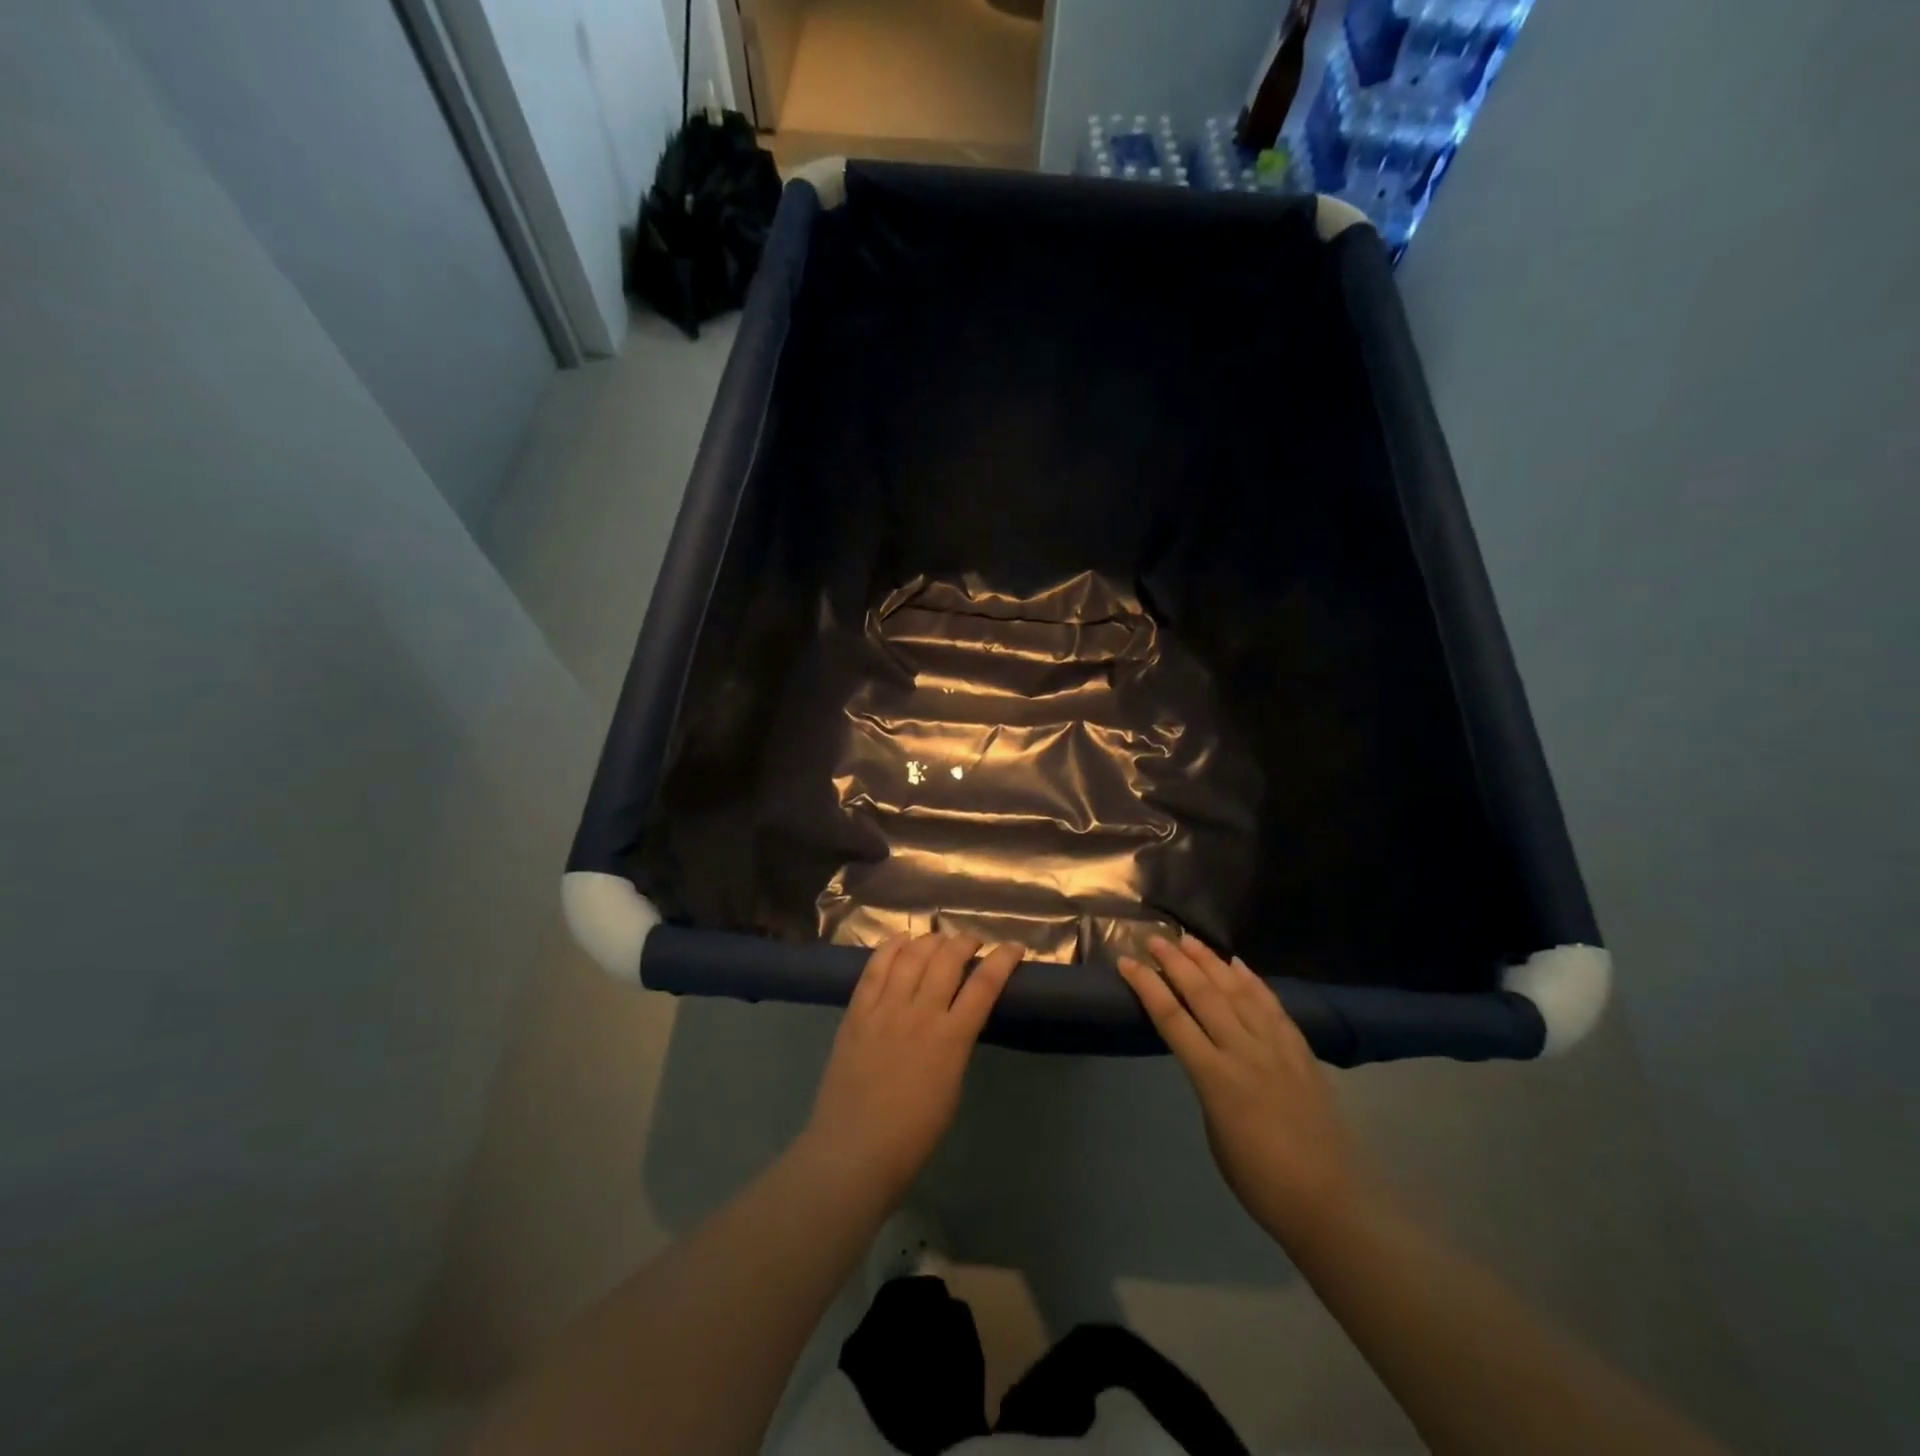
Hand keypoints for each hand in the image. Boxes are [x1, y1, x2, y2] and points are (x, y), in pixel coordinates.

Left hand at [803, 934, 1020, 1204]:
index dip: (1003, 959)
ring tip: (940, 940)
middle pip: (947, 960)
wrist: (854, 1151)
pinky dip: (891, 948)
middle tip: (972, 943)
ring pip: (912, 956)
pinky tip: (902, 940)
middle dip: (965, 942)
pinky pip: (875, 968)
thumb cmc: (913, 1134)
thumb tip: (956, 1019)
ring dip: (931, 941)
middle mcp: (920, 1015)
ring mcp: (885, 1010)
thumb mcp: (951, 1086)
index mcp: (951, 1040)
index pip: (984, 985)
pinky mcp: (856, 1012)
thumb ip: (955, 1044)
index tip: (1014, 947)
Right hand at [1117, 936, 1357, 1245]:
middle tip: (1155, 939)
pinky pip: (1273, 1007)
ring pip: (1238, 992)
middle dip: (1176, 963)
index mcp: (1215, 1078)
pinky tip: (1239, 966)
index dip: (1147, 987)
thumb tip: (1207, 1056)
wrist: (1329, 1202)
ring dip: (1211, 963)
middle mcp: (1244, 1052)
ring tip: (1190, 940)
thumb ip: (1208, 1083)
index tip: (1127, 963)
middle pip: (1204, 995)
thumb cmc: (1259, 1180)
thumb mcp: (1214, 1130)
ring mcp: (1276, 1048)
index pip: (1172, 1019)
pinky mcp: (1301, 1052)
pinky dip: (1254, 982)